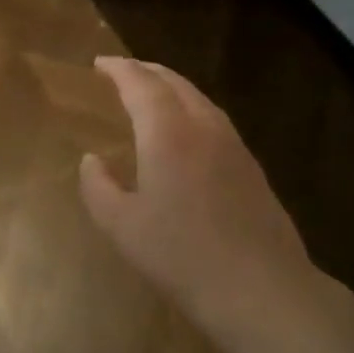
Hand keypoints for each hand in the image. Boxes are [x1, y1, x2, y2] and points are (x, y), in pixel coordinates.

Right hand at [80, 57, 319, 343]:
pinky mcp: (251, 167)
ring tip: (152, 94)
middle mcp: (203, 127)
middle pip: (174, 83)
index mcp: (167, 133)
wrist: (261, 289)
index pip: (140, 84)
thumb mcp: (121, 226)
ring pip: (199, 99)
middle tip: (122, 72)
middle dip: (146, 71)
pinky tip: (187, 132)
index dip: (119, 69)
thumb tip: (92, 160)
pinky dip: (191, 109)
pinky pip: (215, 119)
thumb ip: (98, 187)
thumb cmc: (181, 256)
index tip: (99, 63)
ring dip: (172, 87)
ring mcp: (233, 145)